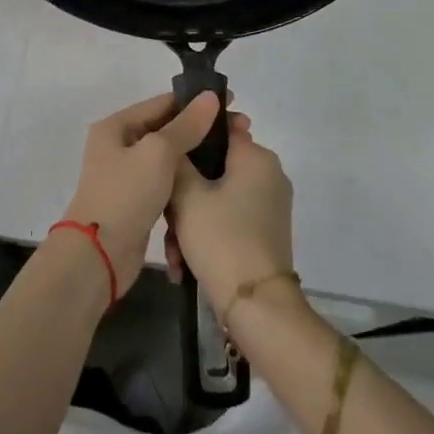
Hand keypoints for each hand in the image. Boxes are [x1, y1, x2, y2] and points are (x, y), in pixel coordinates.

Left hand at [61, 91, 223, 279]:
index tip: (232, 103)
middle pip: (167, 128)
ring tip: (233, 153)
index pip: (162, 103)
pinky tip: (213, 179)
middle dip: (202, 127)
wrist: (99, 255)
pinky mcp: (138, 200)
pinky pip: (168, 179)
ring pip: (169, 155)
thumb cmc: (126, 194)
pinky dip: (188, 176)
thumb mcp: (158, 153)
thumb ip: (186, 125)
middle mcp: (119, 145)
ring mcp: (128, 174)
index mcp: (116, 126)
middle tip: (242, 130)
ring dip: (197, 153)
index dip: (197, 101)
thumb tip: (210, 97)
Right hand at [166, 120, 295, 315]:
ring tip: (173, 251)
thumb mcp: (187, 194)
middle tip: (164, 216)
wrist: (256, 306)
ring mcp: (269, 206)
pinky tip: (184, 264)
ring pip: (216, 198)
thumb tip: (176, 137)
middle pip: (214, 167)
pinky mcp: (264, 233)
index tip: (164, 154)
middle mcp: (268, 175)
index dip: (190, 136)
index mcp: (256, 157)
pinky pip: (227, 220)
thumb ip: (177, 159)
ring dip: (189, 221)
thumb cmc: (221, 238)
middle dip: (184, 193)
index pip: (220, 127)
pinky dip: (205, 235)